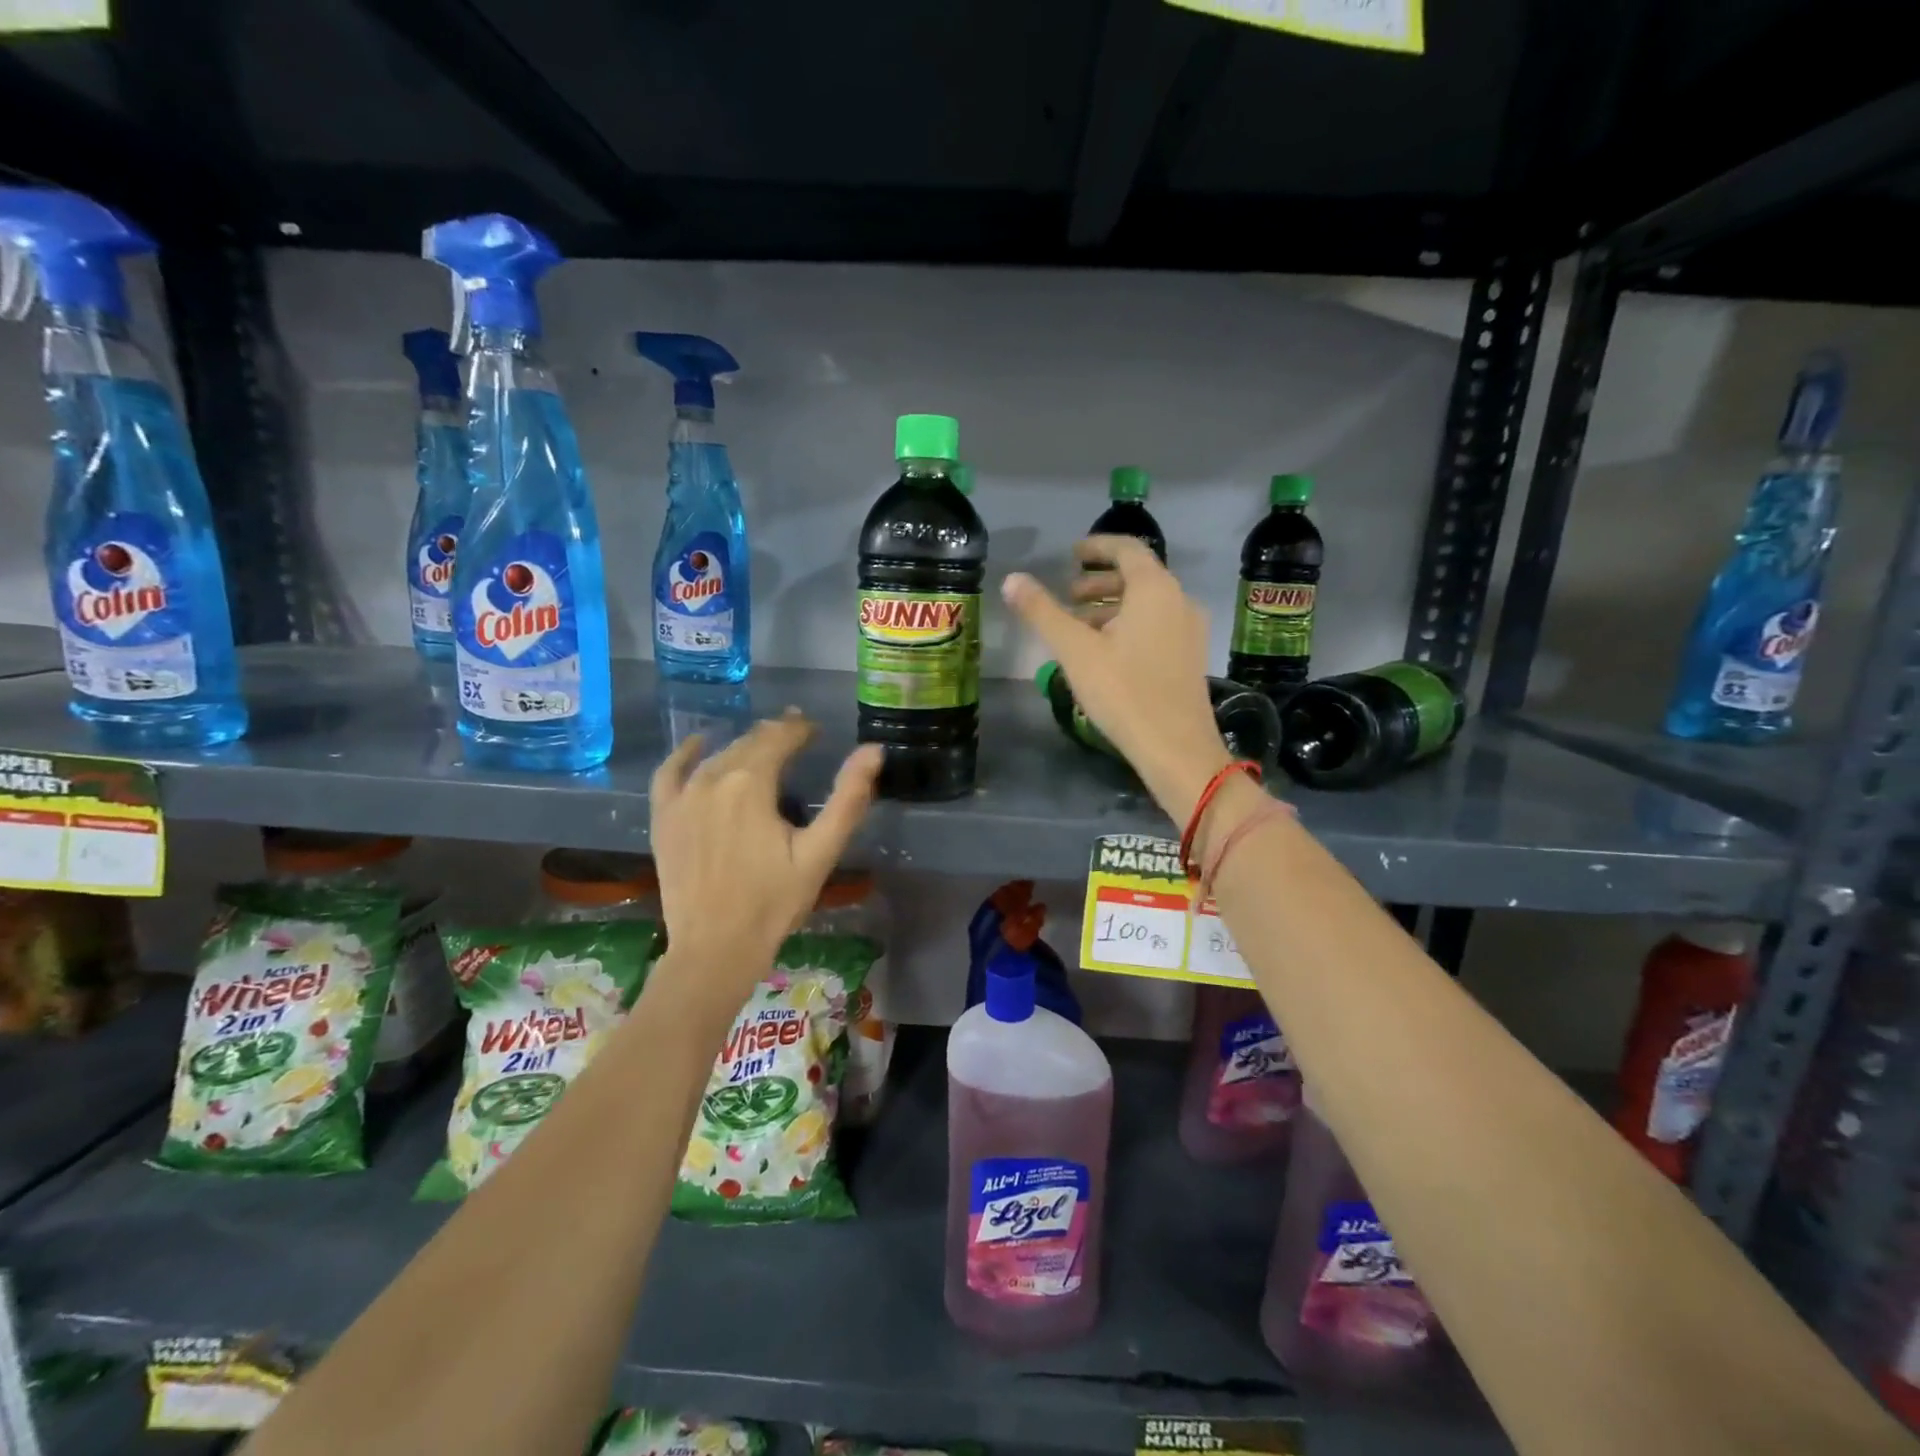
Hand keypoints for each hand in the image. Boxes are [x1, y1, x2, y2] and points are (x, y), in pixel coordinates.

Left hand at [649, 712, 882, 1007]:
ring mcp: (682, 797)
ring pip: (718, 755)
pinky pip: (670, 772)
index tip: (816, 729)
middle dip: (775, 735)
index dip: (800, 729)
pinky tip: (699, 744)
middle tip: (797, 735)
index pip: (780, 738)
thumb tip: (873, 750)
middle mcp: (713, 778)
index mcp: (752, 783)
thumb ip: (848, 798)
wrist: (716, 948)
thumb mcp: (820, 852)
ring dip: (743, 746)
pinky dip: (686, 754)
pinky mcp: (664, 817)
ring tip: (764, 746)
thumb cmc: (774, 902)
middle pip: (749, 743)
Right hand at [1003, 536, 1231, 823]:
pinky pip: (1158, 625)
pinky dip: (1129, 625)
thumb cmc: (1123, 692)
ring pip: (1147, 604)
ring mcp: (1190, 629)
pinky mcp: (1190, 656)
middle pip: (1138, 576)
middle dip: (1100, 582)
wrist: (1176, 748)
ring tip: (1080, 627)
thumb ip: (1042, 612)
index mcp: (1155, 589)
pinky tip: (1106, 653)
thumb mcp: (1075, 650)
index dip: (1097, 547)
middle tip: (1068, 596)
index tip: (1071, 555)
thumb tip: (1012, 579)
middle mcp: (1179, 600)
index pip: (1126, 549)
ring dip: (1112, 607)